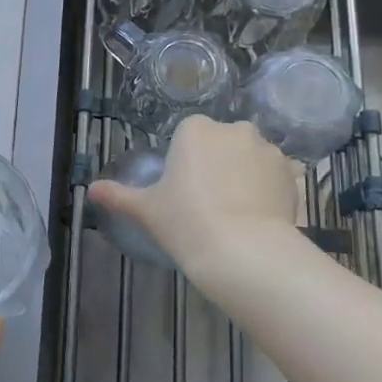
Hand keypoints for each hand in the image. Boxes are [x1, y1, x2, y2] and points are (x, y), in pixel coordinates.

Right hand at [87, 117, 300, 290]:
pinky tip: (260, 218)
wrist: (243, 251)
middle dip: (218, 164)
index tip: (184, 191)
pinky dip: (270, 191)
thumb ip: (117, 196)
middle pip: (222, 142)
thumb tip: (89, 190)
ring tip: (238, 214)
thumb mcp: (145, 209)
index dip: (186, 162)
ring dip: (246, 175)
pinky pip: (276, 177)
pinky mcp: (293, 174)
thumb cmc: (186, 222)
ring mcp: (267, 150)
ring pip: (251, 158)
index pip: (189, 136)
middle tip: (209, 203)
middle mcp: (233, 129)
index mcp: (195, 129)